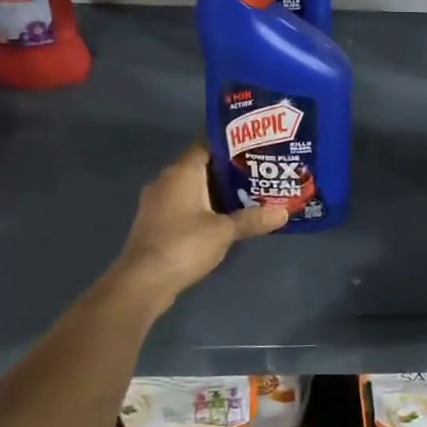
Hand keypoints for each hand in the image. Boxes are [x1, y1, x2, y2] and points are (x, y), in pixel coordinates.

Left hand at [105, 142, 286, 306]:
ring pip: (193, 188)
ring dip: (217, 191)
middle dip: (229, 169)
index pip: (207, 144)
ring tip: (250, 193)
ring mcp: (158, 202)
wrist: (143, 282)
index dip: (231, 144)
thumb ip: (253, 219)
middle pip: (202, 166)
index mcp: (182, 172)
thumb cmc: (184, 245)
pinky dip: (204, 207)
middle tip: (260, 171)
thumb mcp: (224, 231)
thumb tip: (283, 212)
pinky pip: (185, 205)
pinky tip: (225, 217)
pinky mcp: (156, 223)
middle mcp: (166, 180)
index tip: (256, 147)